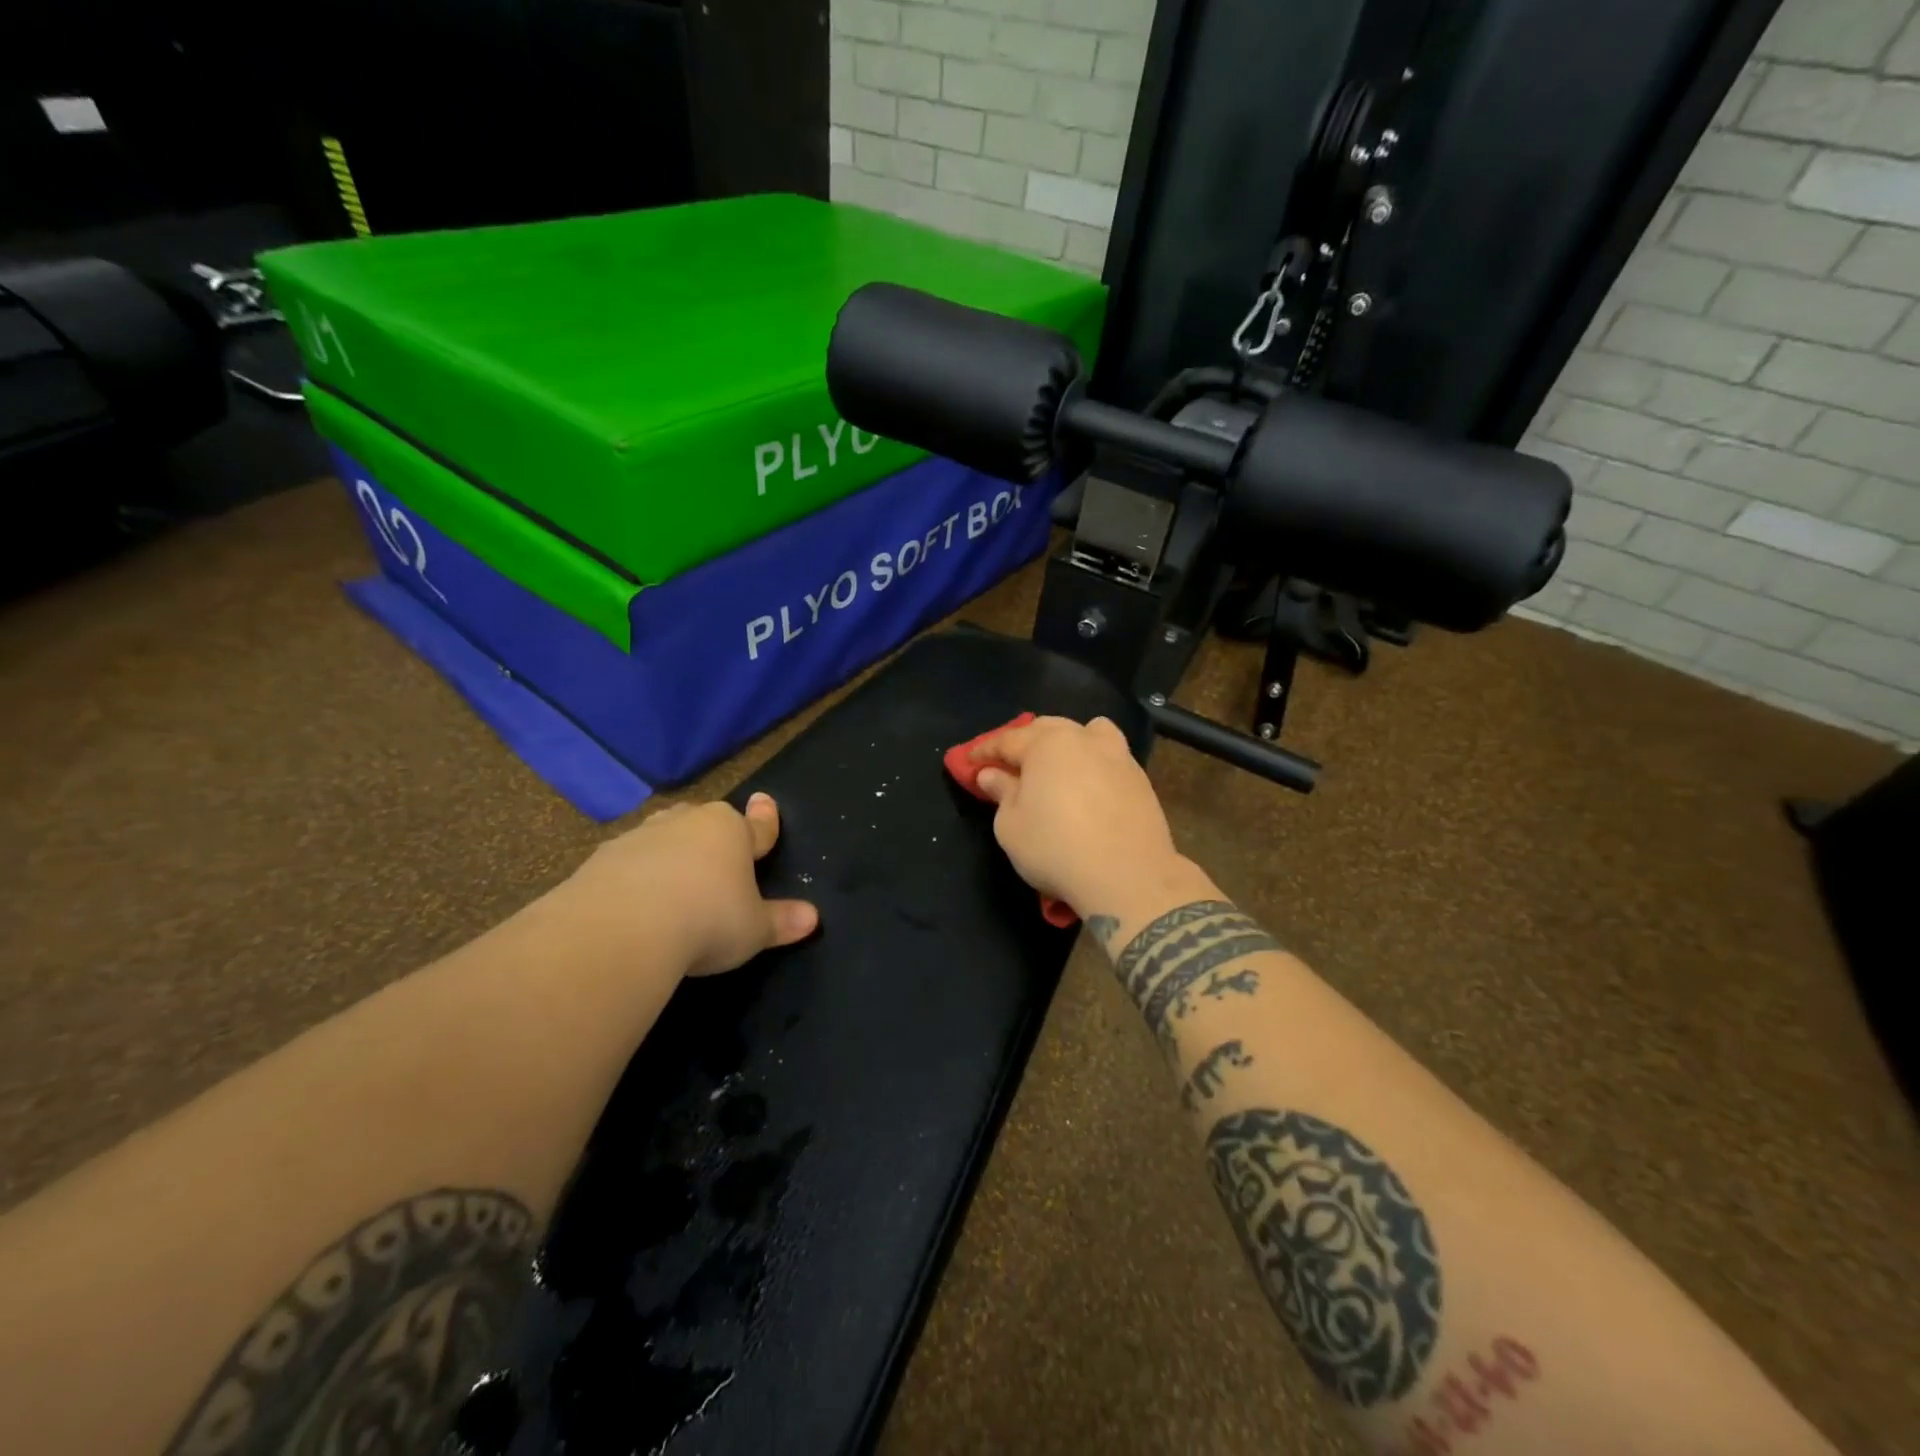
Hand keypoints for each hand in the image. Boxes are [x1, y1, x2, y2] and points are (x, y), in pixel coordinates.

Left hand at [565, 793, 818, 975]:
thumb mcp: (754, 929)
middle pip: (705, 822)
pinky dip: (635, 874)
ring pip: (663, 836)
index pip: (756, 825)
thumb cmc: (707, 920)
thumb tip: (812, 918)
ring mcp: (640, 837)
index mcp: (731, 831)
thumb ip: (781, 921)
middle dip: (711, 834)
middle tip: (715, 853)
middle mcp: (687, 824)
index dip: (765, 819)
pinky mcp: (601, 859)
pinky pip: (627, 861)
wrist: (622, 929)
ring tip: (673, 879)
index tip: (764, 800)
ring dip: (670, 852)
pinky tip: (634, 900)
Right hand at [969, 716, 1189, 914]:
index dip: (985, 751)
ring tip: (1056, 764)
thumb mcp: (1011, 825)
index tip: (969, 762)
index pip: (1008, 740)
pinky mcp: (1140, 778)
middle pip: (1047, 729)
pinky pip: (1108, 757)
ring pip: (1086, 734)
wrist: (1128, 876)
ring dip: (1066, 742)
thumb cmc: (1056, 848)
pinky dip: (1092, 762)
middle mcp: (1083, 739)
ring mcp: (1117, 755)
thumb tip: (992, 774)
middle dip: (1025, 742)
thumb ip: (1001, 793)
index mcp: (1047, 744)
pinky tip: (1087, 784)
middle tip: (1009, 764)